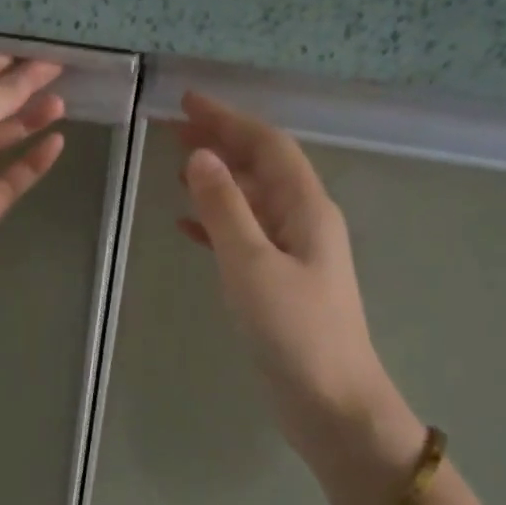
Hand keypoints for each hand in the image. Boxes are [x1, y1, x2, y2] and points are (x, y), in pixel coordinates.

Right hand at [174, 91, 399, 458]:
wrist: (330, 402)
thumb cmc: (294, 331)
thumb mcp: (252, 264)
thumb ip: (224, 209)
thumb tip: (202, 157)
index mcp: (306, 209)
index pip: (267, 146)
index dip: (229, 119)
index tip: (188, 102)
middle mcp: (304, 222)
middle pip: (261, 168)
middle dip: (222, 144)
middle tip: (175, 131)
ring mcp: (294, 254)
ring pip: (252, 202)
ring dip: (217, 182)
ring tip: (177, 170)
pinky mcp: (279, 284)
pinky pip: (244, 237)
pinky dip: (216, 225)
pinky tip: (187, 227)